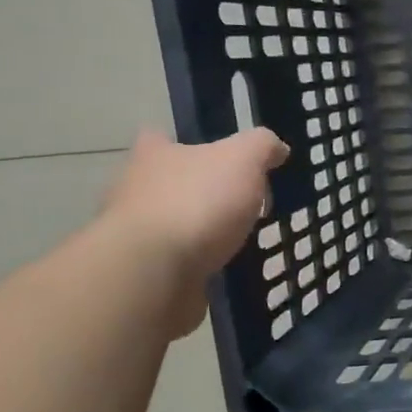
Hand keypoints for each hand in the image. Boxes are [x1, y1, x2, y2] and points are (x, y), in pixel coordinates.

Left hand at [100, 128, 288, 334]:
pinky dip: (197, 265)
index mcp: (154, 156)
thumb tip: (277, 148)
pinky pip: (176, 263)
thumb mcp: (243, 159)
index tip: (218, 159)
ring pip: (172, 225)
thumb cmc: (196, 202)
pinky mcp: (143, 272)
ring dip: (199, 232)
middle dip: (199, 191)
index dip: (188, 144)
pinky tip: (224, 270)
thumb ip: (262, 147)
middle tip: (240, 203)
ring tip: (239, 241)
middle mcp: (135, 190)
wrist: (153, 273)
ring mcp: (135, 235)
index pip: (161, 138)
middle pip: (168, 183)